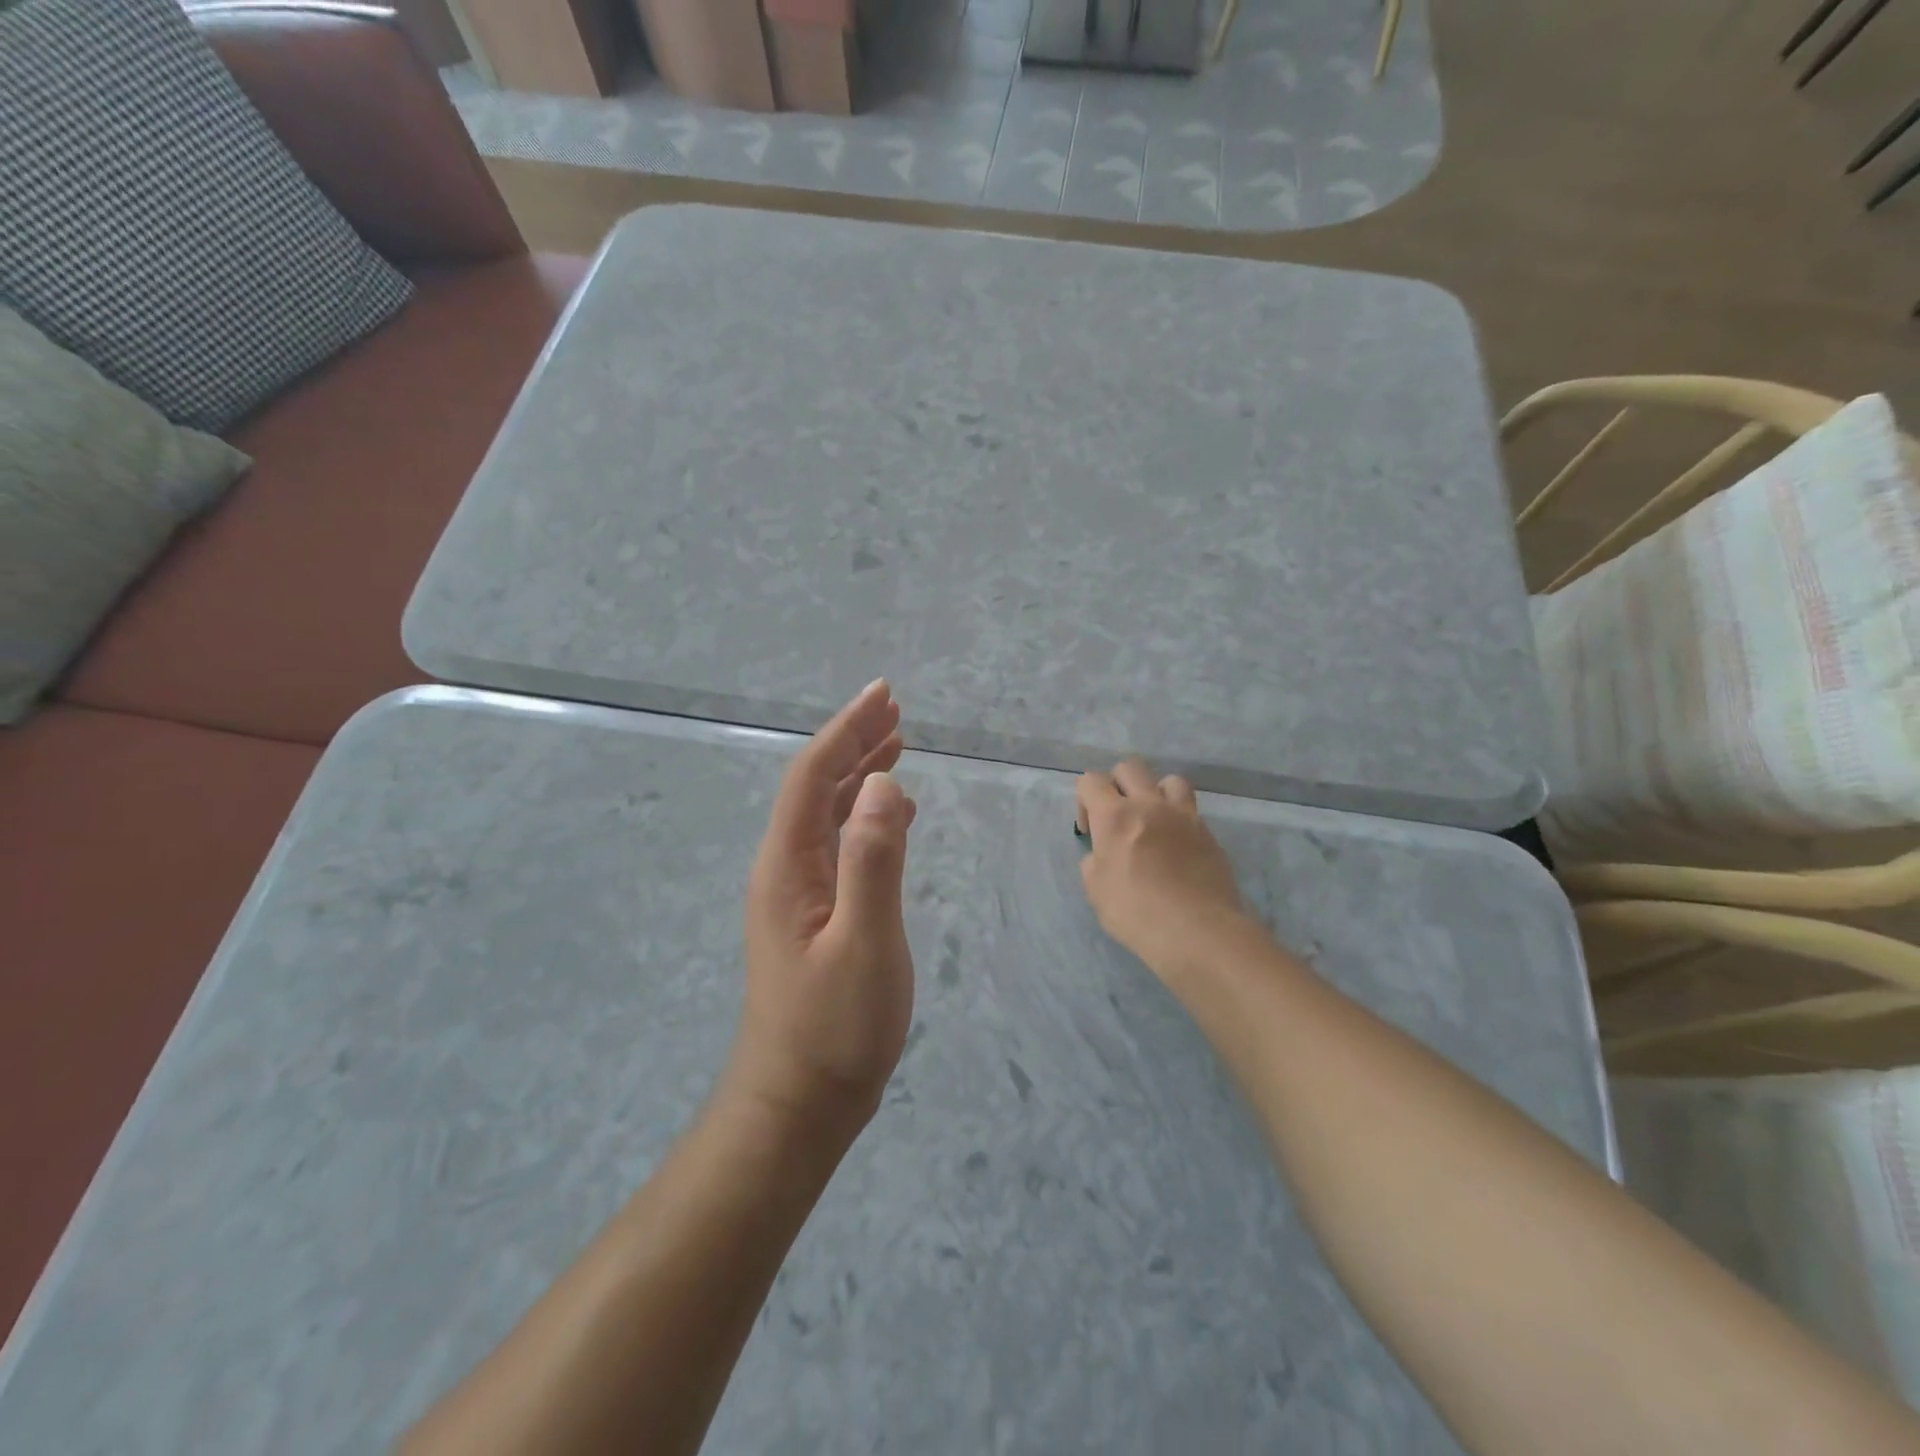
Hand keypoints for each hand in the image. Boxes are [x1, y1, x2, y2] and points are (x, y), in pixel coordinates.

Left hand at [727, 680, 917, 1143]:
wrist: (799, 1103)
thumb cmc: (834, 1028)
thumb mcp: (864, 942)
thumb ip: (873, 861)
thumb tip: (884, 783)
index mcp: (788, 865)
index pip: (812, 777)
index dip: (846, 731)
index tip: (883, 696)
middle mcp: (785, 868)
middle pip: (816, 786)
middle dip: (854, 742)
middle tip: (894, 709)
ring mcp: (798, 893)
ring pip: (827, 814)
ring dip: (859, 775)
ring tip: (897, 744)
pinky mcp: (815, 914)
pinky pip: (839, 845)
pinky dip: (865, 816)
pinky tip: (892, 815)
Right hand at [1075, 759, 1254, 980]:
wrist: (1197, 931)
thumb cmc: (1136, 912)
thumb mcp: (1096, 890)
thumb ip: (1095, 861)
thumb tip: (1104, 854)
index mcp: (1115, 816)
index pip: (1091, 780)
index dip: (1084, 799)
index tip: (1089, 830)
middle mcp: (1149, 805)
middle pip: (1130, 768)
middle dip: (1117, 785)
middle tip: (1117, 817)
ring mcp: (1184, 816)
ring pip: (1169, 780)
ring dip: (1155, 793)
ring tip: (1153, 821)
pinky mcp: (1208, 834)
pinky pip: (1191, 811)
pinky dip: (1178, 820)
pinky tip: (1176, 847)